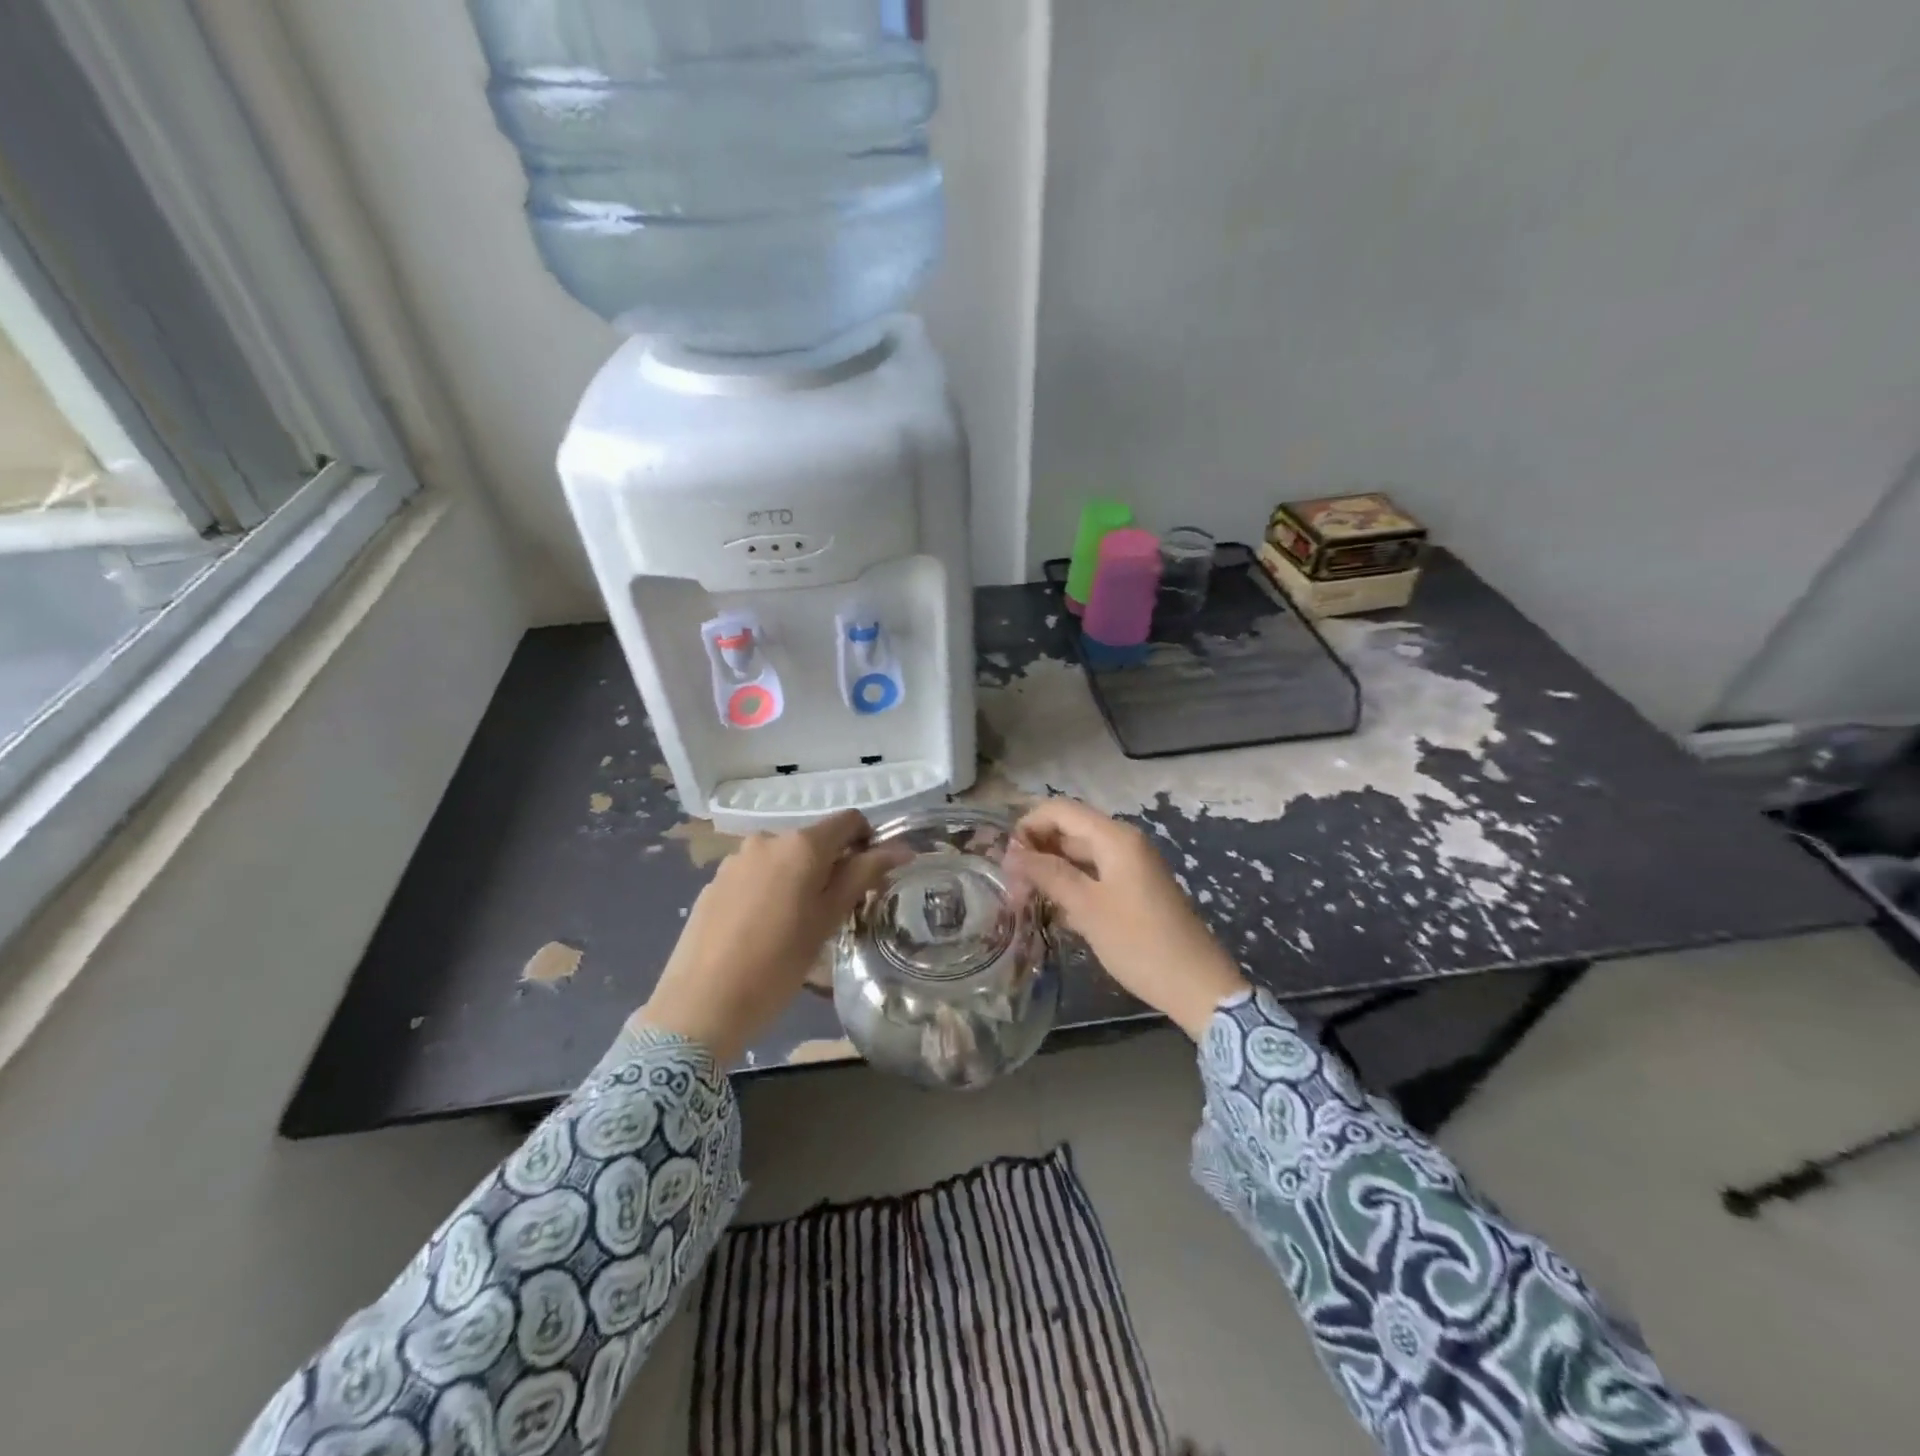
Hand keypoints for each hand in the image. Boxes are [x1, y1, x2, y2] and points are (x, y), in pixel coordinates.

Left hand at [636, 810, 902, 1062]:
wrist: (700, 1005)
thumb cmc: (778, 964)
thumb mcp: (829, 920)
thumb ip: (863, 875)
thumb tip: (901, 848)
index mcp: (801, 845)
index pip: (849, 820)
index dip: (867, 841)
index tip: (870, 877)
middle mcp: (767, 840)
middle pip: (814, 840)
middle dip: (830, 866)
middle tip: (835, 911)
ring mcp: (735, 860)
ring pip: (783, 859)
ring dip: (798, 879)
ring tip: (795, 926)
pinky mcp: (713, 882)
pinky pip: (754, 875)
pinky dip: (768, 891)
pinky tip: (761, 931)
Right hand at [1009, 798, 1247, 1038]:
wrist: (1197, 986)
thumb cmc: (1139, 943)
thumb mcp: (1087, 908)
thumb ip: (1048, 874)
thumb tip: (1012, 853)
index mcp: (1115, 838)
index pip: (1060, 810)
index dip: (1028, 826)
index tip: (1005, 860)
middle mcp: (1123, 842)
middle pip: (1069, 829)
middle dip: (1036, 849)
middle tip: (1010, 884)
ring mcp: (1130, 866)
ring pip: (1079, 854)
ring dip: (1051, 869)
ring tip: (1024, 899)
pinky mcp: (1133, 889)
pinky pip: (1093, 874)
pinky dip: (1070, 885)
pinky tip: (1053, 911)